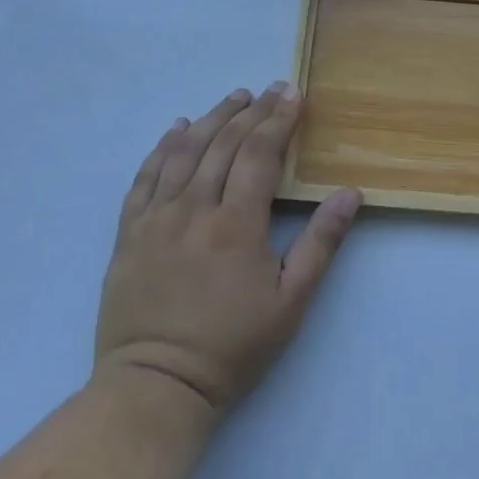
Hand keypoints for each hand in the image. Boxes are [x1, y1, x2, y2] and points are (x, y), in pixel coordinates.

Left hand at [93, 83, 360, 423]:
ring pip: (184, 152)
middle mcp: (194, 210)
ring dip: (212, 119)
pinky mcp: (129, 233)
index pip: (259, 154)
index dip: (278, 120)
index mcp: (236, 224)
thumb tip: (349, 193)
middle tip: (270, 90)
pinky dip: (162, 147)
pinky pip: (144, 177)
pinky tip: (177, 129)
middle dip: (251, 111)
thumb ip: (320, 243)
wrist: (155, 388)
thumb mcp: (291, 302)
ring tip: (233, 98)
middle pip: (224, 144)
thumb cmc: (232, 347)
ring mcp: (156, 219)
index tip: (293, 94)